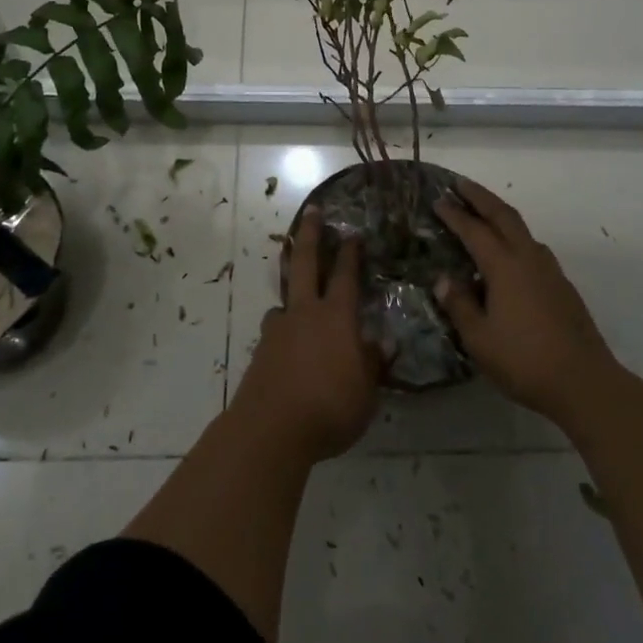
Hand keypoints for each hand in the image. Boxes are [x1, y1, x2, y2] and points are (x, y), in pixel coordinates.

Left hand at [228, 206, 382, 461]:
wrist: (269, 429)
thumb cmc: (329, 409)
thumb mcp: (365, 393)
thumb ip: (372, 364)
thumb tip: (382, 343)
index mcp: (337, 318)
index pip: (346, 277)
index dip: (351, 254)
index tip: (353, 233)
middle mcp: (305, 314)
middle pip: (307, 264)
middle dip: (311, 235)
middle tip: (313, 212)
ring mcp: (278, 330)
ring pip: (285, 297)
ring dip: (291, 287)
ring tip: (297, 295)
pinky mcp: (261, 351)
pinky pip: (275, 329)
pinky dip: (283, 328)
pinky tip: (286, 342)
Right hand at [433, 178, 615, 422]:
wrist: (584, 382)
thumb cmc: (524, 360)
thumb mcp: (479, 338)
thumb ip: (459, 305)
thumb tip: (444, 279)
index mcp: (505, 267)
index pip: (474, 230)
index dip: (454, 214)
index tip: (438, 200)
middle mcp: (528, 259)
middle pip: (504, 215)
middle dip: (480, 197)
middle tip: (460, 184)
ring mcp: (550, 271)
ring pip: (522, 230)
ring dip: (500, 215)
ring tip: (483, 215)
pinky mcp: (562, 286)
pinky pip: (533, 249)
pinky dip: (515, 239)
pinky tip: (509, 257)